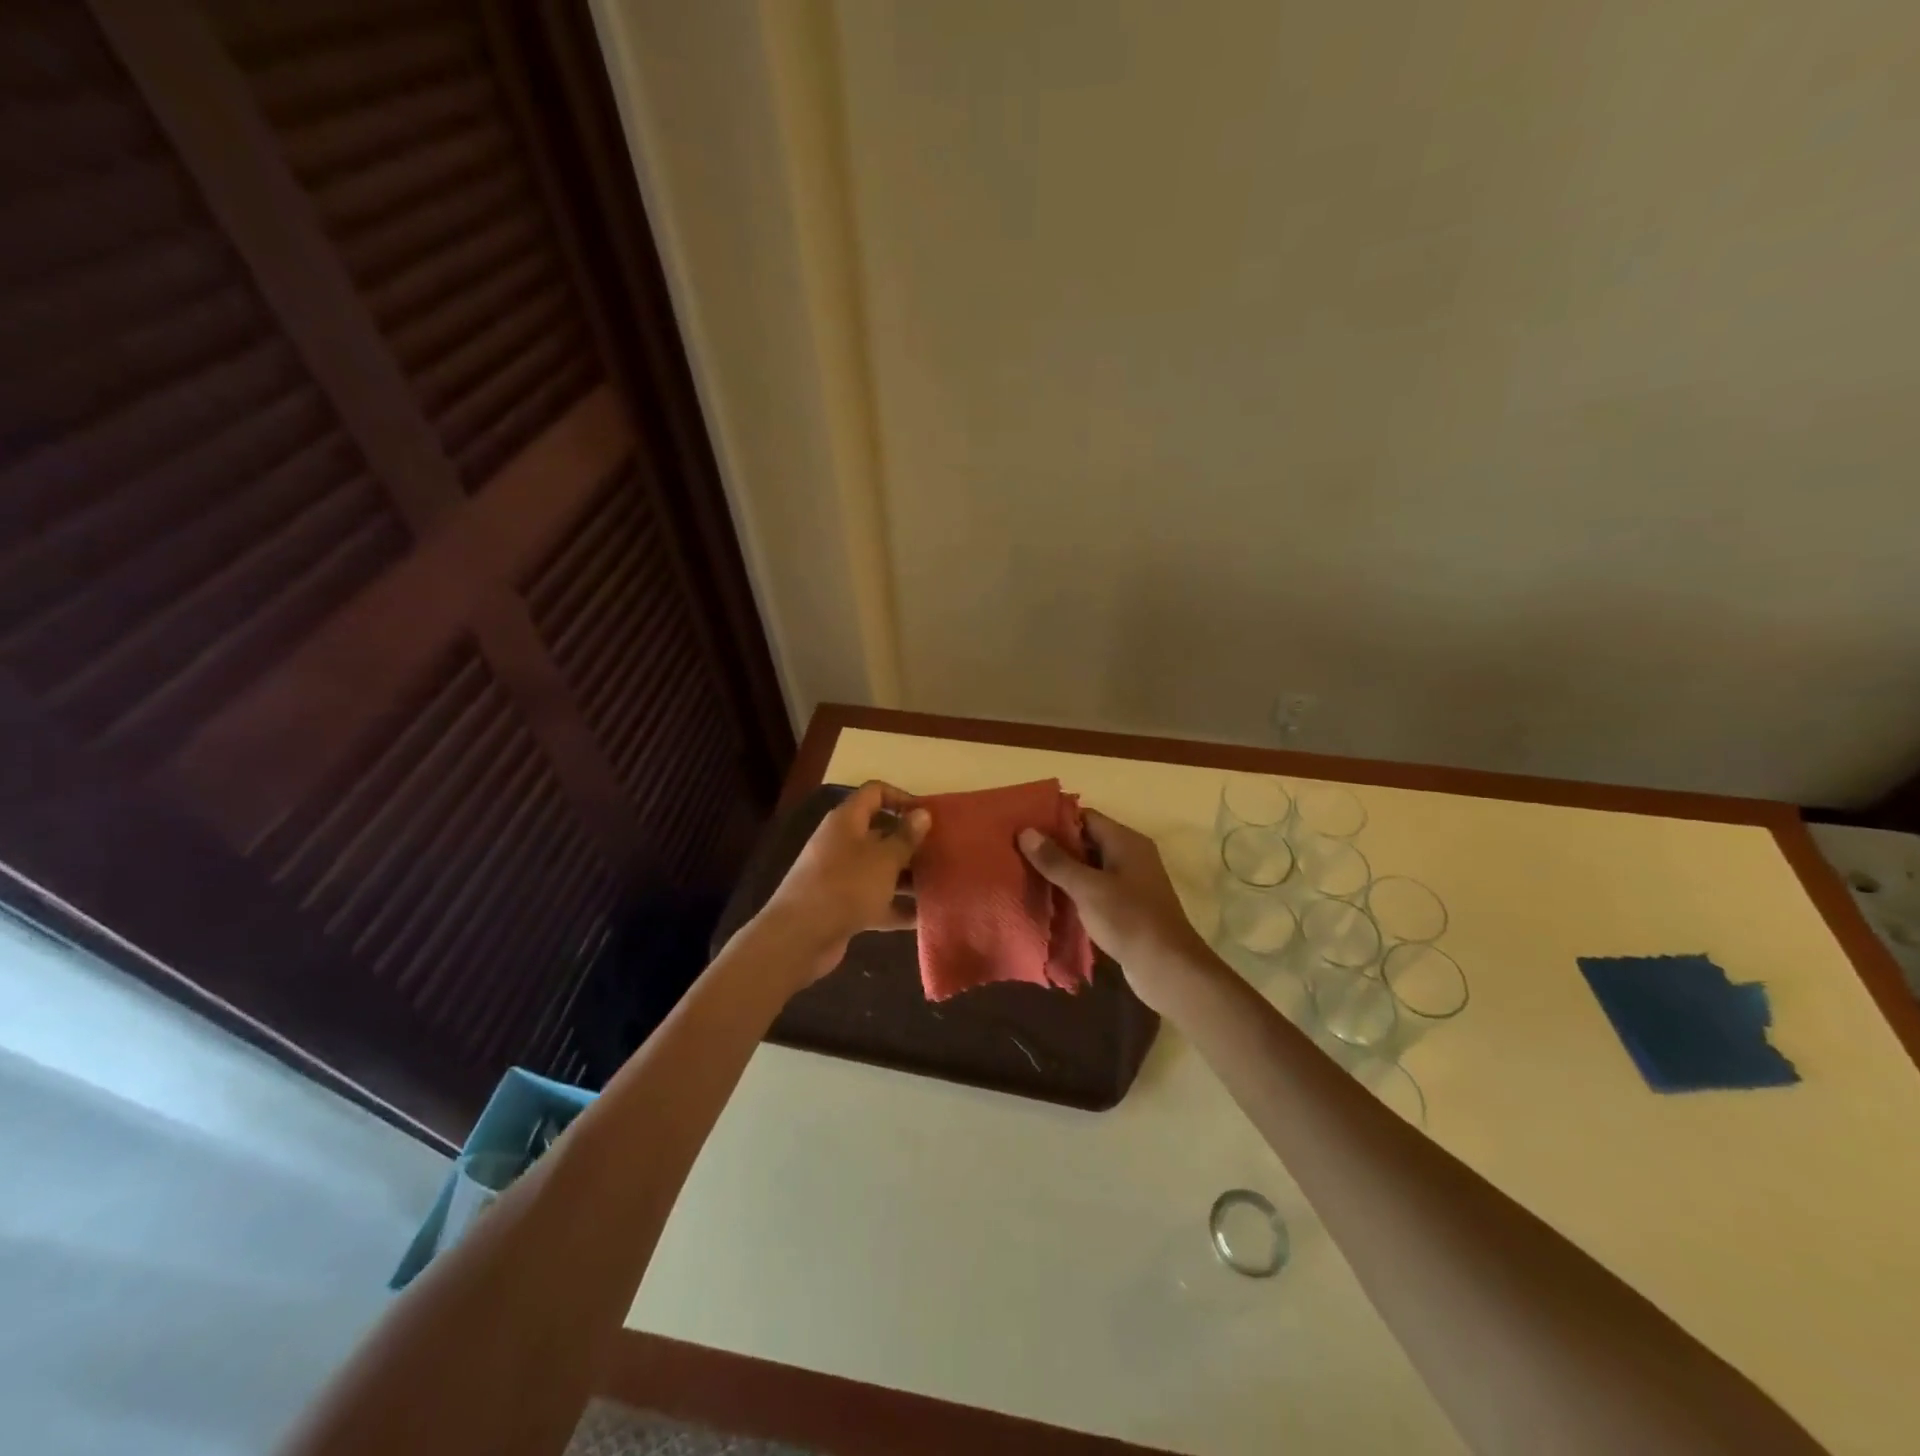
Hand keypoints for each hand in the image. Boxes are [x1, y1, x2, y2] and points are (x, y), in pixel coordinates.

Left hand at [759, 781, 930, 980]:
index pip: (875, 793)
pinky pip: (875, 900)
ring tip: (940, 885)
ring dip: (907, 877)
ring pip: (880, 869)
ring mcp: (841, 876)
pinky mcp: (842, 906)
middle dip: (911, 843)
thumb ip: (906, 837)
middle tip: (942, 853)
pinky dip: (896, 907)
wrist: (800, 936)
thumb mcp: (884, 858)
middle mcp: (842, 843)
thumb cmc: (846, 886)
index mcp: (847, 820)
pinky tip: (924, 917)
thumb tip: (922, 814)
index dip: (902, 798)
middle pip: (881, 833)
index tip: (928, 817)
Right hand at [1018, 809, 1214, 1012]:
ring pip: (1090, 867)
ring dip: (1064, 871)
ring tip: (1028, 875)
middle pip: (1087, 841)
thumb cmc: (1128, 919)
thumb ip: (1056, 860)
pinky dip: (1076, 891)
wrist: (1167, 968)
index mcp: (1126, 841)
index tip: (1024, 828)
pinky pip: (1096, 889)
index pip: (1085, 817)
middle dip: (1055, 847)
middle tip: (1019, 853)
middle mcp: (1131, 855)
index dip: (1054, 820)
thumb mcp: (1087, 888)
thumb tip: (1026, 831)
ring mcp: (1131, 882)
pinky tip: (1052, 901)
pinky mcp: (1128, 906)